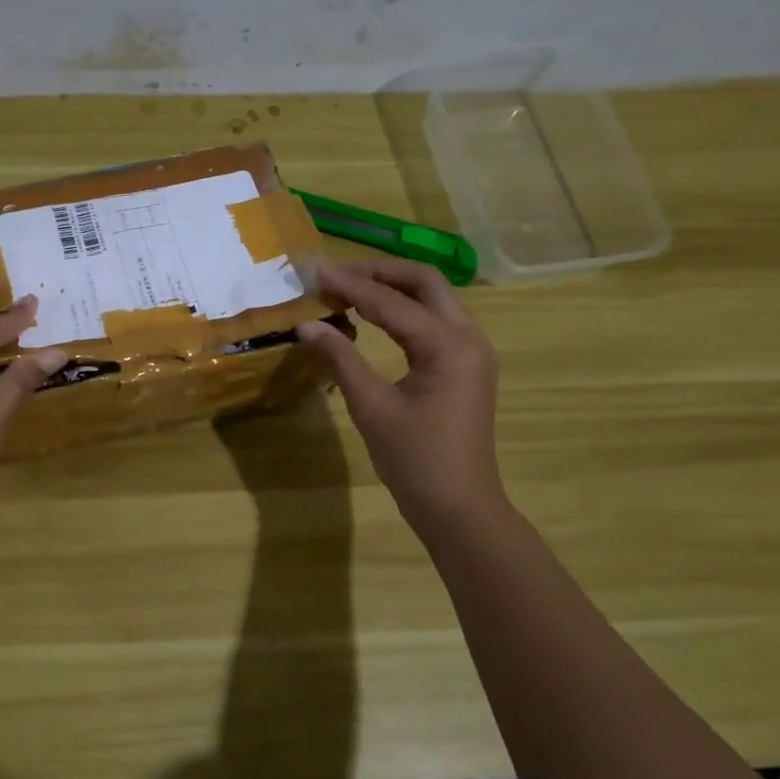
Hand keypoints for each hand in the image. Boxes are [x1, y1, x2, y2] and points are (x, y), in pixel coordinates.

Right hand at [297, 258, 504, 530]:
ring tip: (350, 289)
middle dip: (380, 272)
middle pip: (425, 283)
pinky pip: (436, 321)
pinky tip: (374, 317)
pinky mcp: (466, 367)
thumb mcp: (371, 407)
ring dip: (393, 288)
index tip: (317, 273)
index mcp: (448, 346)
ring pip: (434, 299)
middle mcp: (469, 338)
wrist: (457, 506)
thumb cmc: (414, 460)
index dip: (352, 285)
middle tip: (338, 274)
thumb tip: (307, 325)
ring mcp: (472, 352)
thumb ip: (340, 358)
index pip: (393, 302)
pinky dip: (404, 311)